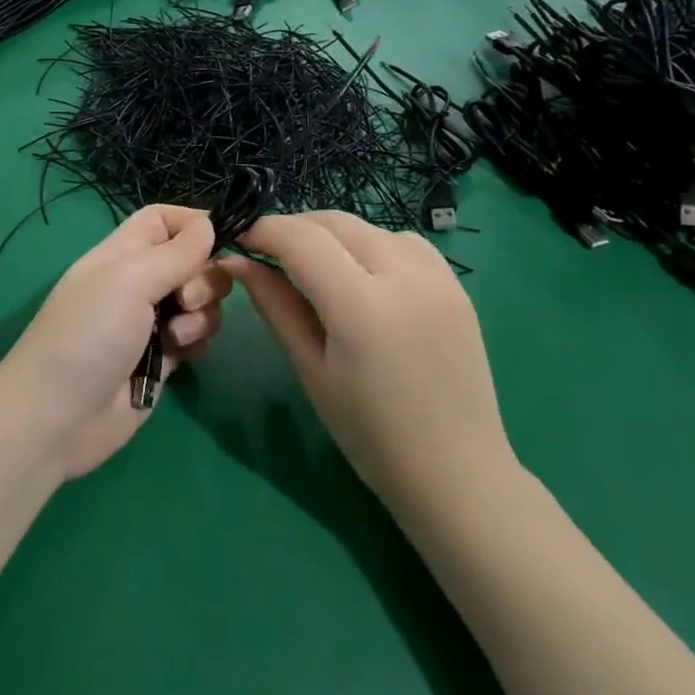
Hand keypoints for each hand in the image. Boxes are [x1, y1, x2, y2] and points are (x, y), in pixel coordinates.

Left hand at [0, 205, 229, 480]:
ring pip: (199, 302)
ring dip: (201, 315)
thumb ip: (174, 253)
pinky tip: (181, 357)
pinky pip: (195, 338)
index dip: (192, 223)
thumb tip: (208, 224)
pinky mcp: (161, 361)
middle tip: (186, 299)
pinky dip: (197, 342)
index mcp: (121, 255)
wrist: (58, 419)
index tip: (221, 239)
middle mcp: (137, 284)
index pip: (161, 220)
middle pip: (190, 261)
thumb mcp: (128, 282)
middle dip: (204, 276)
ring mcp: (149, 324)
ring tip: (176, 337)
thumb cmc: (87, 337)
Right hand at [221, 212, 515, 505]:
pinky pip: (405, 242)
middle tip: (266, 252)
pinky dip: (372, 243)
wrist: (456, 472)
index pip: (301, 240)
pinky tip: (363, 273)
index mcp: (362, 307)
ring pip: (369, 226)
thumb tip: (237, 262)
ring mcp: (438, 277)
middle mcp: (404, 277)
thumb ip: (275, 306)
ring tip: (311, 264)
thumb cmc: (370, 434)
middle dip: (293, 228)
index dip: (263, 231)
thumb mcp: (311, 370)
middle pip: (334, 222)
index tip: (239, 240)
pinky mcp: (457, 285)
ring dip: (331, 234)